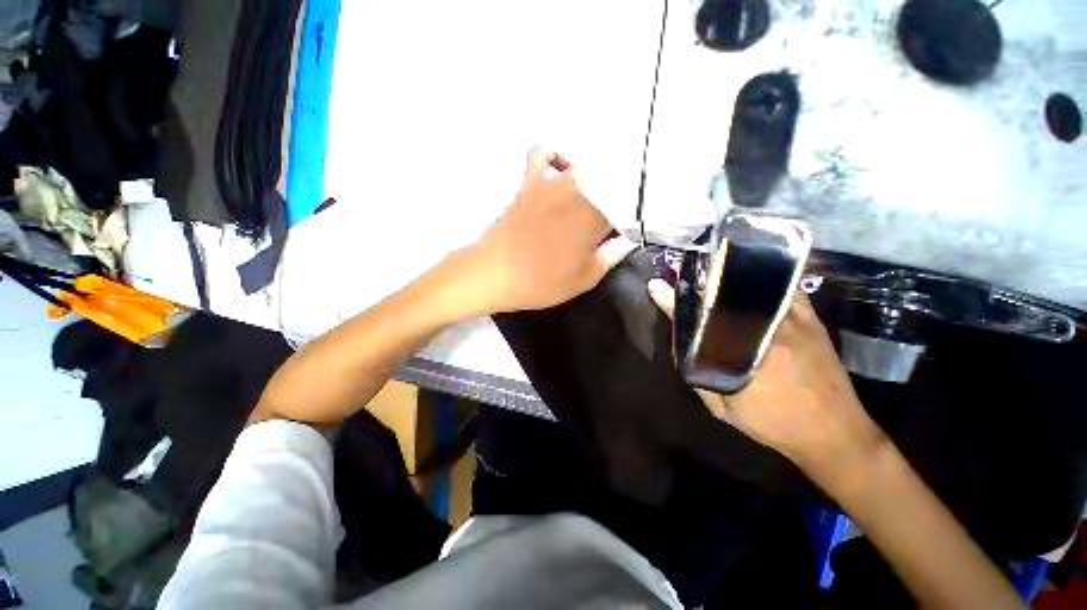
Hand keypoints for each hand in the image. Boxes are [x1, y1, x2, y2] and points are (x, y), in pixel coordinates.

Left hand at [471, 147, 635, 312]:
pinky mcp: (529, 182)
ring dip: (593, 184)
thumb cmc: (542, 281)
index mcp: (596, 218)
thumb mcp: (584, 278)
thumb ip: (611, 256)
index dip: (623, 227)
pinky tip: (559, 172)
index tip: (615, 242)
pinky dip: (555, 158)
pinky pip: (542, 154)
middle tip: (601, 230)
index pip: (625, 212)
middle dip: (613, 206)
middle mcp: (579, 193)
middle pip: (609, 187)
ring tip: (589, 204)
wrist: (495, 274)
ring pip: (584, 170)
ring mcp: (552, 183)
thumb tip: (628, 241)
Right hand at [647, 279, 887, 484]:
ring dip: (729, 273)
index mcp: (744, 354)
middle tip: (681, 269)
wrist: (835, 433)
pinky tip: (749, 275)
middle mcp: (770, 328)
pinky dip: (762, 277)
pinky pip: (783, 286)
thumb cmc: (774, 424)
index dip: (674, 301)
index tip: (656, 286)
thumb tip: (682, 344)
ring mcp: (794, 319)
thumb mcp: (725, 409)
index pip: (699, 318)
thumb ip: (699, 375)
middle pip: (726, 293)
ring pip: (755, 284)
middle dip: (699, 279)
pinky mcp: (811, 318)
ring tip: (709, 266)